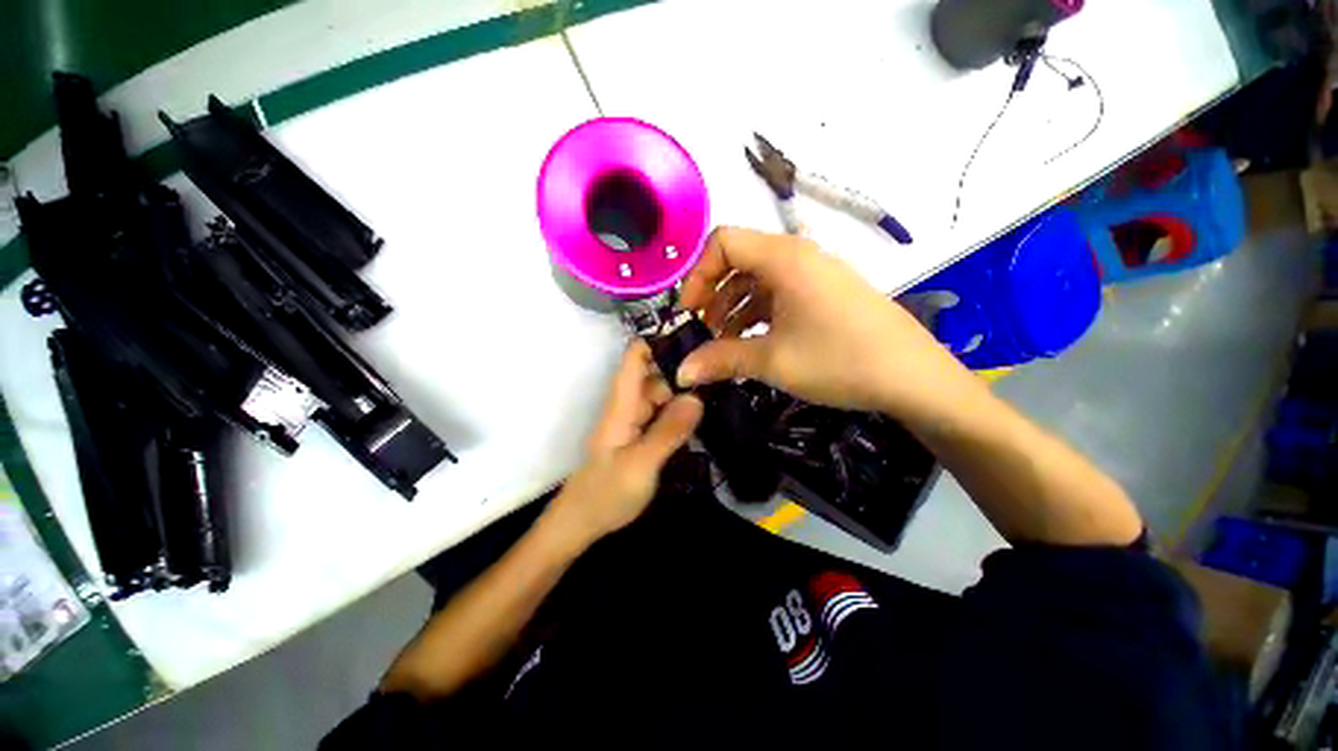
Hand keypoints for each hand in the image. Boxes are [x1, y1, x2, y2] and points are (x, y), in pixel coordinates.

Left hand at [544, 341, 702, 544]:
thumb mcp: (641, 465)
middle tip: (722, 375)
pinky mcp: (641, 435)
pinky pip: (663, 414)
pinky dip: (681, 412)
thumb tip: (697, 397)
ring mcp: (635, 421)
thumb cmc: (606, 494)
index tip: (697, 342)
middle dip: (683, 371)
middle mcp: (628, 405)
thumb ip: (668, 432)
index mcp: (622, 404)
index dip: (660, 342)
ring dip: (685, 392)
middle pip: (656, 374)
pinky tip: (703, 416)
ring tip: (720, 392)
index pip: (635, 358)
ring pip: (662, 395)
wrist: (581, 523)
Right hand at [677, 227, 967, 413]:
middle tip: (702, 330)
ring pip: (758, 278)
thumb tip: (681, 372)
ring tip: (723, 342)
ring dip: (734, 306)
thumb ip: (720, 360)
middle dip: (713, 293)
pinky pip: (780, 292)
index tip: (688, 312)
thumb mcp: (772, 360)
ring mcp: (815, 273)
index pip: (722, 242)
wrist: (913, 378)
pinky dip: (758, 312)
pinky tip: (752, 341)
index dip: (697, 274)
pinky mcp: (825, 292)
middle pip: (739, 259)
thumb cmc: (839, 360)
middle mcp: (798, 255)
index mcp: (784, 258)